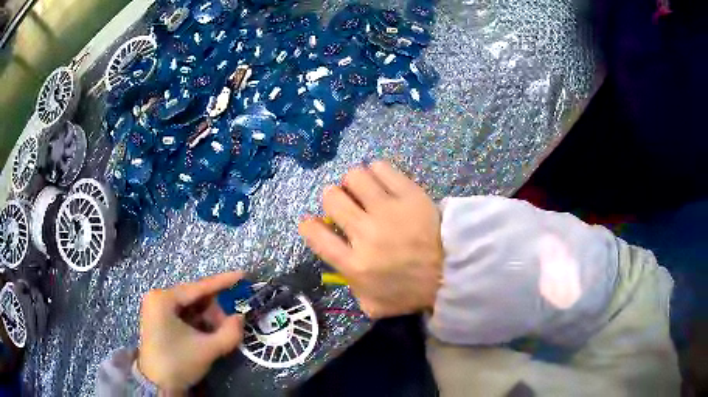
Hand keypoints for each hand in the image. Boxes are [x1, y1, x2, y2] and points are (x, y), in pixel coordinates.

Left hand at [137, 272, 244, 392]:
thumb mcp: (207, 349)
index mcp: (164, 299)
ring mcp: (157, 309)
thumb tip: (241, 317)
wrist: (157, 384)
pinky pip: (183, 315)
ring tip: (218, 335)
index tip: (242, 275)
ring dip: (208, 319)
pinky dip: (198, 324)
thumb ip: (229, 333)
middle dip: (214, 311)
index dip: (222, 282)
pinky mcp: (159, 320)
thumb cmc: (178, 363)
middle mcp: (158, 298)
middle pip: (194, 297)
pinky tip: (207, 335)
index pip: (198, 287)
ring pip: (190, 307)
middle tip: (229, 327)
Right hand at [299, 161, 443, 318]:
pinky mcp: (409, 194)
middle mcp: (365, 233)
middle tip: (346, 205)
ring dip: (354, 183)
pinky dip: (377, 172)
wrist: (454, 273)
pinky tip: (383, 182)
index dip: (308, 225)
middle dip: (333, 199)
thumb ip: (352, 287)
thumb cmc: (412, 292)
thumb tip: (340, 267)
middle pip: (332, 197)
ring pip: (354, 176)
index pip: (316, 236)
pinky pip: (381, 168)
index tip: (311, 222)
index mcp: (355, 264)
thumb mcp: (374, 304)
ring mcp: (388, 210)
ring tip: (365, 191)